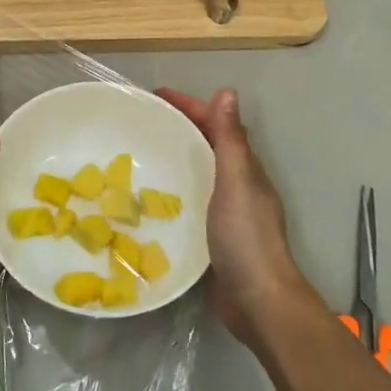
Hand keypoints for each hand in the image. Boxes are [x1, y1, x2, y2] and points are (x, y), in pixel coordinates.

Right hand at [156, 88, 322, 347]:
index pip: (215, 125)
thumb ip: (230, 140)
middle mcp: (236, 185)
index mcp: (244, 168)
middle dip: (176, 129)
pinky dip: (169, 193)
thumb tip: (227, 91)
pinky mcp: (210, 236)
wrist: (256, 299)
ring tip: (134, 156)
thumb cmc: (245, 237)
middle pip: (204, 146)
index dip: (189, 106)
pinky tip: (145, 200)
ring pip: (196, 174)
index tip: (154, 97)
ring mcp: (224, 212)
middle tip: (137, 123)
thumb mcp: (236, 182)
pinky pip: (187, 203)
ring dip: (172, 160)